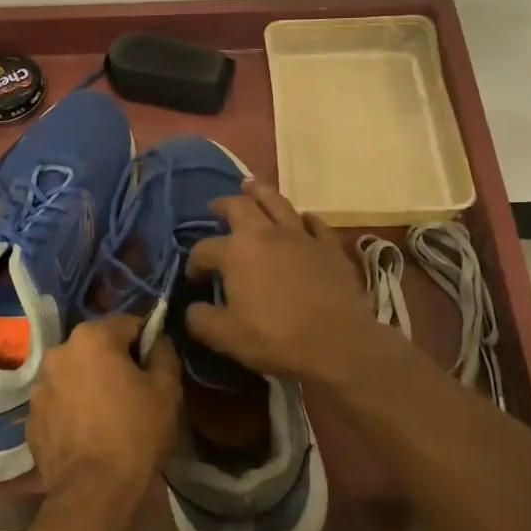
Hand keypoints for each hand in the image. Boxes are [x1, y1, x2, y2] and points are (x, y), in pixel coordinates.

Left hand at [28, 314, 180, 510]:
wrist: (93, 491)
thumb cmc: (136, 432)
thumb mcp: (167, 389)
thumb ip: (164, 353)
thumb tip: (158, 341)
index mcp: (92, 337)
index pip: (128, 324)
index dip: (147, 342)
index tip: (157, 366)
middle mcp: (59, 352)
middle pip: (97, 347)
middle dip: (115, 361)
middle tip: (136, 391)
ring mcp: (39, 385)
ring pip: (75, 373)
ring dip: (91, 383)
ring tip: (110, 415)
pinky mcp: (31, 417)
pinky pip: (60, 401)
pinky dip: (73, 409)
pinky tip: (89, 433)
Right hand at [185, 180, 388, 388]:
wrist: (338, 344)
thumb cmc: (276, 339)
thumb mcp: (226, 337)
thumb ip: (200, 320)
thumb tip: (192, 309)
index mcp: (236, 252)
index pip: (204, 249)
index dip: (194, 263)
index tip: (194, 278)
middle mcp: (265, 233)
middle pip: (239, 207)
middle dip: (223, 205)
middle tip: (215, 207)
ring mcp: (300, 235)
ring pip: (277, 202)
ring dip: (260, 192)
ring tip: (251, 187)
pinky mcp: (328, 245)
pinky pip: (314, 223)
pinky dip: (303, 219)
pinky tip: (300, 221)